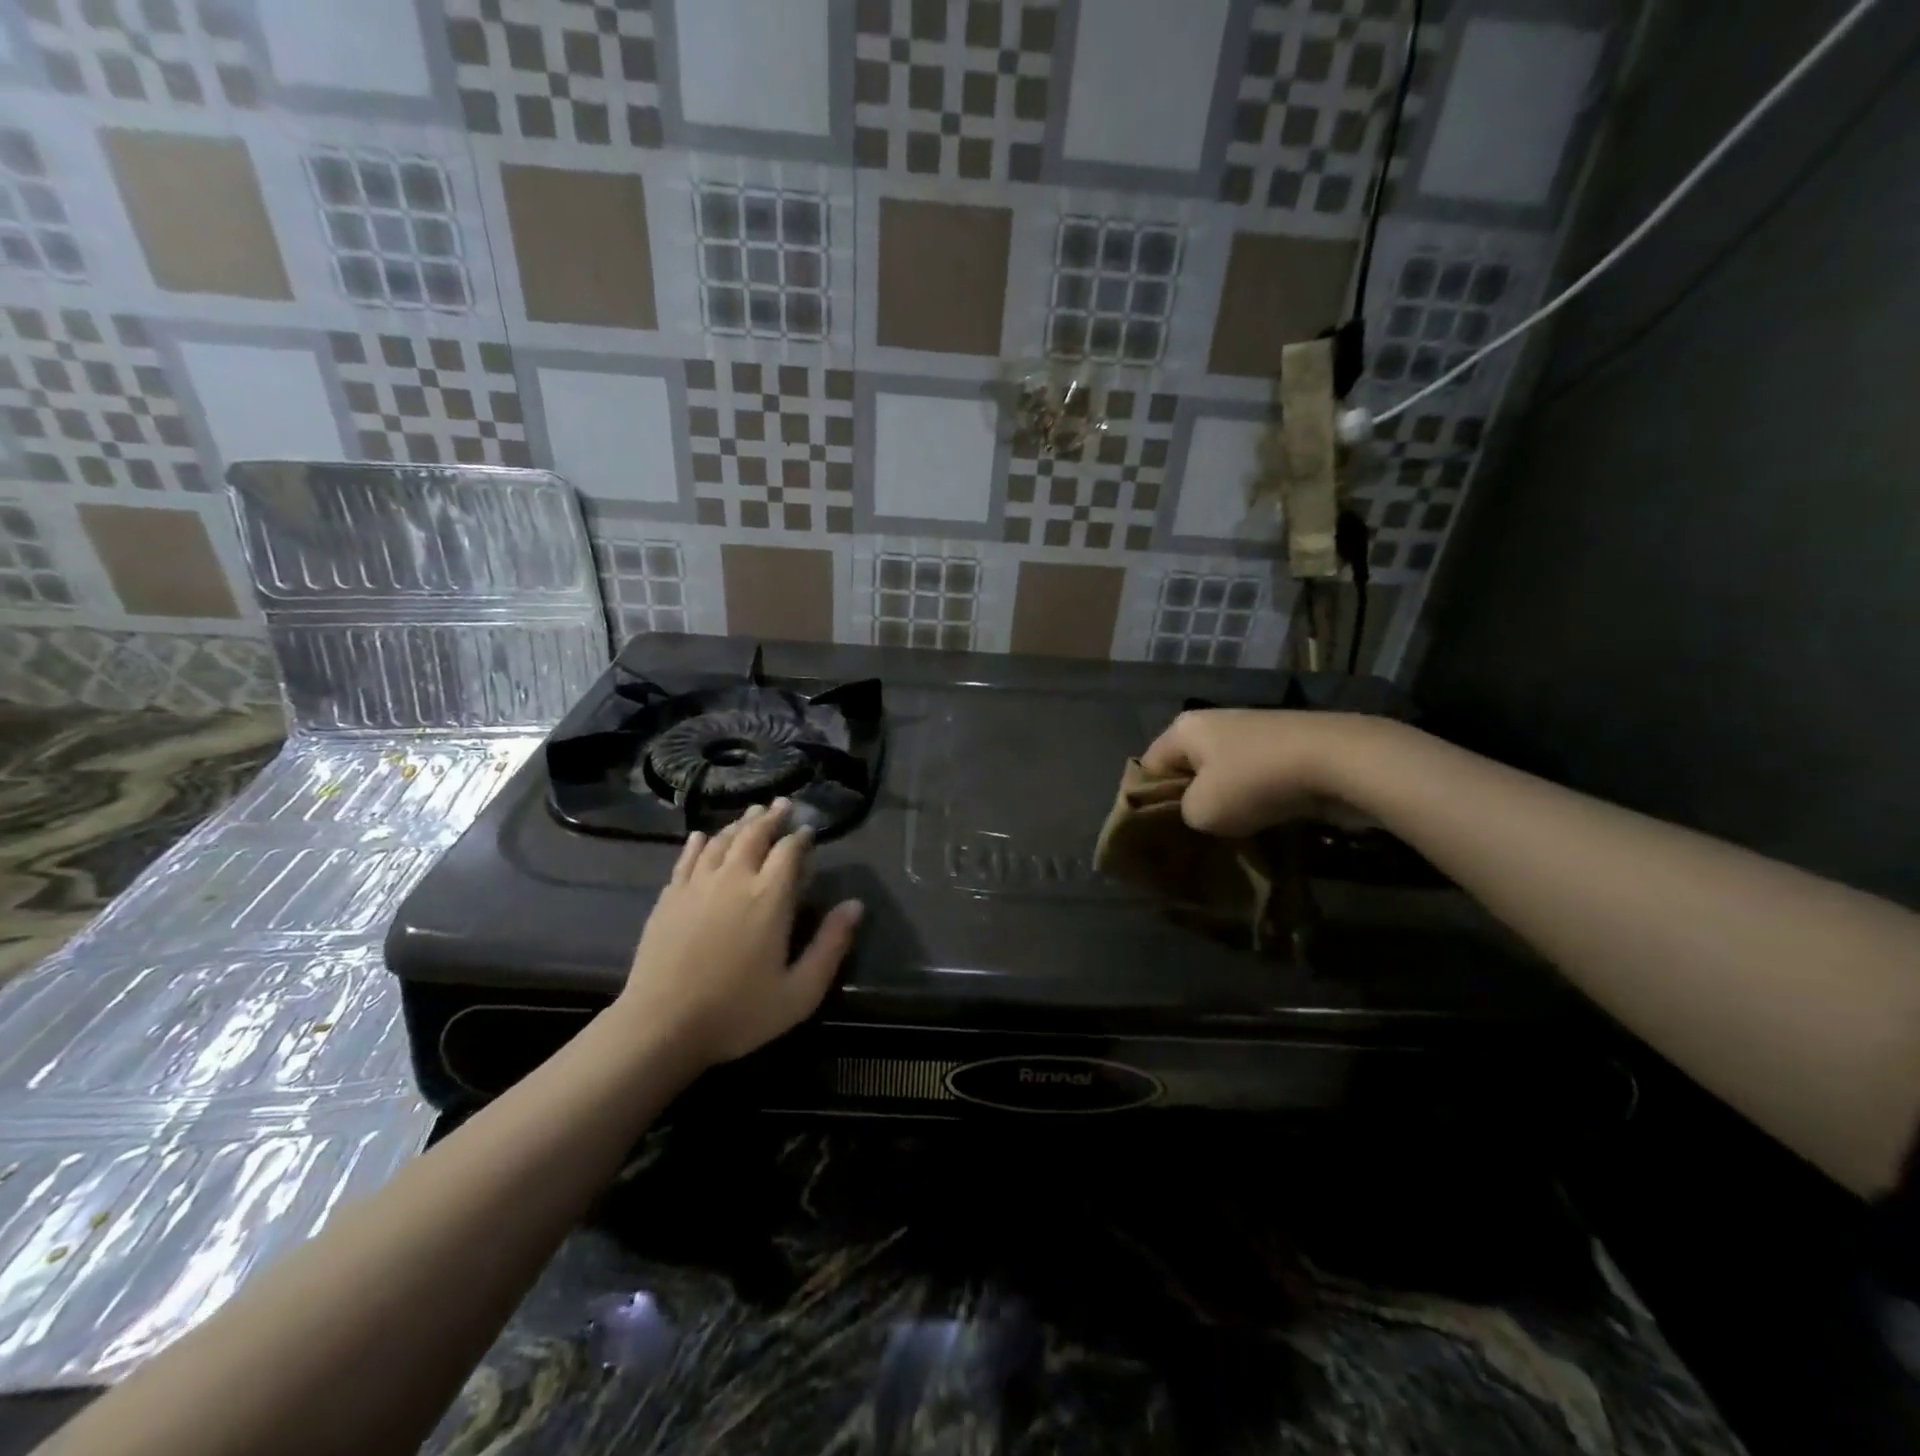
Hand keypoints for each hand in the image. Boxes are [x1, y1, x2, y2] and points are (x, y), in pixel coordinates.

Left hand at [615, 799, 863, 1068]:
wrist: (661, 1027)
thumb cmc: (738, 1012)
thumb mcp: (800, 991)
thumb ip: (831, 945)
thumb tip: (855, 905)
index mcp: (769, 897)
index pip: (789, 851)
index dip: (801, 837)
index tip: (808, 830)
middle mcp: (733, 879)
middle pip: (754, 834)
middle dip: (770, 817)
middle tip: (782, 804)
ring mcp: (696, 885)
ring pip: (721, 841)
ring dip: (739, 824)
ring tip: (751, 814)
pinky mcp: (669, 898)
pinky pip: (687, 858)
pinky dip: (699, 843)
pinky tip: (702, 836)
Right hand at [1140, 709, 1373, 837]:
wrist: (1338, 761)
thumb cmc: (1254, 781)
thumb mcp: (1202, 811)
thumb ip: (1184, 814)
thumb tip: (1198, 812)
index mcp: (1184, 728)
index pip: (1148, 766)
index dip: (1148, 801)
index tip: (1159, 834)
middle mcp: (1214, 723)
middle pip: (1187, 770)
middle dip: (1190, 803)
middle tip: (1193, 839)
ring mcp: (1253, 733)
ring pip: (1224, 777)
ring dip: (1226, 805)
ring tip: (1228, 837)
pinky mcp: (1285, 748)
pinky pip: (1256, 779)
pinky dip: (1256, 801)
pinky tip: (1261, 825)